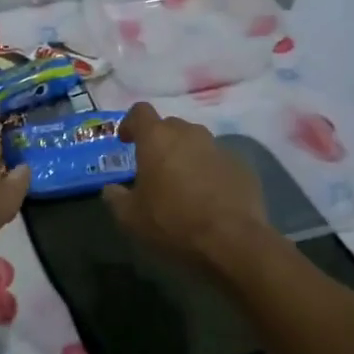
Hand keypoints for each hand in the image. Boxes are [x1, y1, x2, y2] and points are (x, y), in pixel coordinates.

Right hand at [104, 102, 269, 266]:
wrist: (232, 242)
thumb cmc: (172, 223)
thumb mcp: (130, 218)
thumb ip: (115, 198)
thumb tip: (111, 190)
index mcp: (157, 138)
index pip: (140, 112)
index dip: (130, 123)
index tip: (126, 141)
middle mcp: (189, 133)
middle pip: (169, 126)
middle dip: (159, 142)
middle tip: (153, 168)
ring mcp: (219, 148)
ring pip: (196, 142)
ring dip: (185, 156)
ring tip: (182, 184)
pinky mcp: (242, 166)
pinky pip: (218, 161)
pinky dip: (209, 171)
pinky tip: (208, 197)